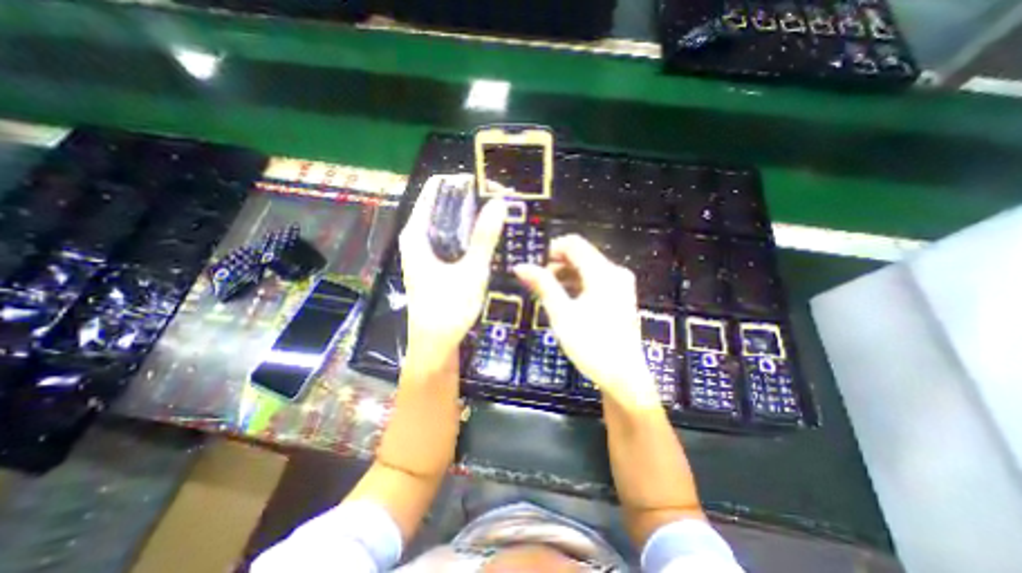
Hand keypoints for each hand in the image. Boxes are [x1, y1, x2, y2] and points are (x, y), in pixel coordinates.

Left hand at [401, 172, 507, 362]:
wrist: (435, 344)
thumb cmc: (448, 308)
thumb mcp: (470, 271)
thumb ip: (485, 237)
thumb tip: (499, 202)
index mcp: (417, 233)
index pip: (435, 190)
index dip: (461, 182)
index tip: (488, 184)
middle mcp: (417, 237)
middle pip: (443, 204)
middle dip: (471, 199)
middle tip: (500, 199)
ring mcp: (426, 251)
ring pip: (449, 222)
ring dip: (472, 216)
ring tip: (498, 213)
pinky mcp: (435, 263)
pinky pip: (453, 238)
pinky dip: (469, 233)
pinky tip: (487, 236)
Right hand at [516, 235, 657, 409]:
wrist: (624, 378)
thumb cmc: (591, 345)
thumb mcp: (562, 314)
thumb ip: (543, 285)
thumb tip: (521, 266)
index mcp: (603, 272)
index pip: (574, 244)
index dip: (551, 249)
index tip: (534, 266)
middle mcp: (615, 272)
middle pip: (581, 255)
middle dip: (557, 265)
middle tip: (538, 284)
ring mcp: (620, 285)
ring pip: (587, 268)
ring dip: (566, 275)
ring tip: (548, 294)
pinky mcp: (620, 297)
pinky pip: (595, 281)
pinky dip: (578, 285)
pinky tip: (566, 300)